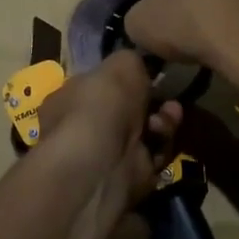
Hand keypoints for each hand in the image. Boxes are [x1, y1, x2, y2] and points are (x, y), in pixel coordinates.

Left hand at [34, 51, 180, 224]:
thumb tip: (138, 66)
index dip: (124, 80)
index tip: (148, 72)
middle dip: (151, 100)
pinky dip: (163, 143)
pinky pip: (153, 156)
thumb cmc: (102, 103)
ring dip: (163, 120)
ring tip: (170, 113)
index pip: (98, 86)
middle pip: (126, 111)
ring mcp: (106, 156)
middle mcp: (84, 129)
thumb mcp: (121, 63)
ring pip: (145, 133)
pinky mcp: (129, 178)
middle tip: (166, 95)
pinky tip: (162, 133)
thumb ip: (133, 60)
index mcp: (69, 99)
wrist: (101, 162)